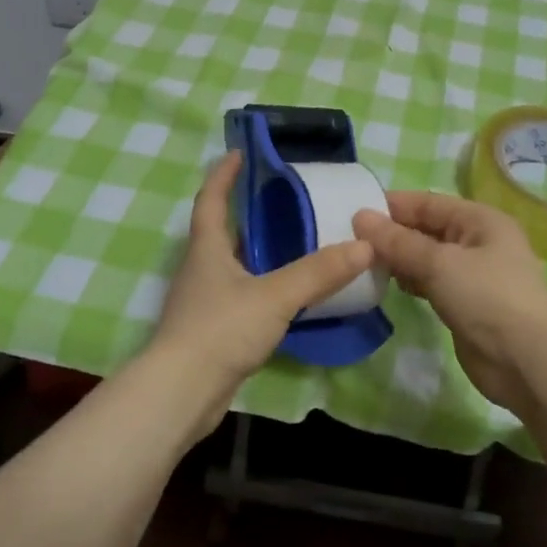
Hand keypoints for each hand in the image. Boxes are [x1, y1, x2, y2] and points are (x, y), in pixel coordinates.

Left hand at [148, 152, 375, 429]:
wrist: (181, 394)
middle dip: (248, 213)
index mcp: (207, 248)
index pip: (210, 198)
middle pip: (222, 230)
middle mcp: (201, 268)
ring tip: (296, 244)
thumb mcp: (274, 296)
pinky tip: (287, 295)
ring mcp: (203, 301)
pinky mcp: (211, 331)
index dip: (223, 174)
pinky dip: (262, 287)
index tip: (240, 152)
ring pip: (233, 265)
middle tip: (286, 200)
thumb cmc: (220, 330)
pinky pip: (240, 296)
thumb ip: (318, 272)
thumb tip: (365, 245)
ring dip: (258, 252)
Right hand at [353, 192, 546, 408]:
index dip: (393, 205)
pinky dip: (411, 281)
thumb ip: (398, 242)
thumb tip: (360, 217)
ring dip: (400, 259)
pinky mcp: (466, 304)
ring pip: (428, 257)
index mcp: (480, 220)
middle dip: (393, 233)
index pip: (429, 202)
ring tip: (363, 261)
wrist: (526, 361)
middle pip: (428, 229)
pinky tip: (388, 285)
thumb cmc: (487, 297)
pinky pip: (432, 283)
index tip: (355, 211)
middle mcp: (478, 242)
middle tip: (352, 239)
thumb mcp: (439, 263)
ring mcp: (473, 275)